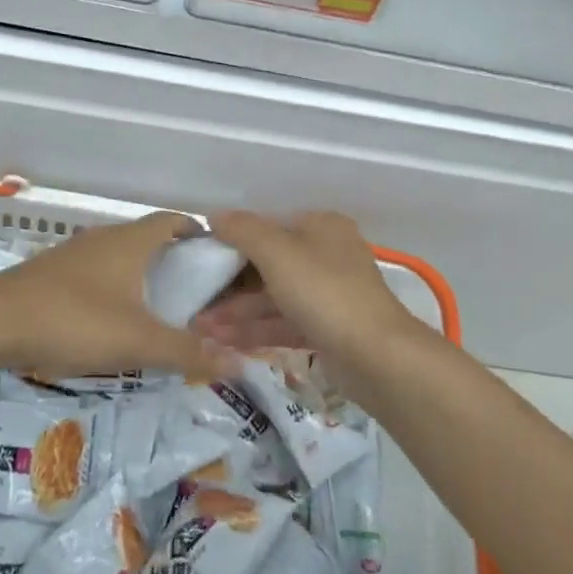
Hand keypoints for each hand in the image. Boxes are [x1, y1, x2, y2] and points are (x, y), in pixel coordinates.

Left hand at [0, 212, 233, 380]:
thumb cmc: (74, 319)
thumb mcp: (138, 341)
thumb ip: (188, 351)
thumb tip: (241, 363)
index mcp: (130, 241)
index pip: (173, 221)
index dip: (198, 233)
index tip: (218, 257)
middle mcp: (104, 239)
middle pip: (148, 239)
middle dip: (174, 260)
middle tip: (197, 294)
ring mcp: (74, 255)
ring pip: (120, 258)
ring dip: (142, 276)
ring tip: (161, 310)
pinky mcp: (52, 275)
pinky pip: (96, 275)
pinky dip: (115, 289)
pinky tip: (114, 321)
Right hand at [191, 211, 422, 382]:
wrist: (377, 357)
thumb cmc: (325, 292)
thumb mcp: (278, 253)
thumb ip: (244, 230)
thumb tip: (215, 216)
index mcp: (321, 227)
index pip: (268, 227)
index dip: (232, 241)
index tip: (201, 259)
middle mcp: (326, 256)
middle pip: (268, 265)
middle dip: (229, 285)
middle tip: (194, 302)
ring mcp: (328, 295)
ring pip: (273, 298)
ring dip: (236, 312)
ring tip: (199, 328)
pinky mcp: (327, 330)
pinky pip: (283, 323)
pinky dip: (254, 330)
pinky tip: (222, 341)